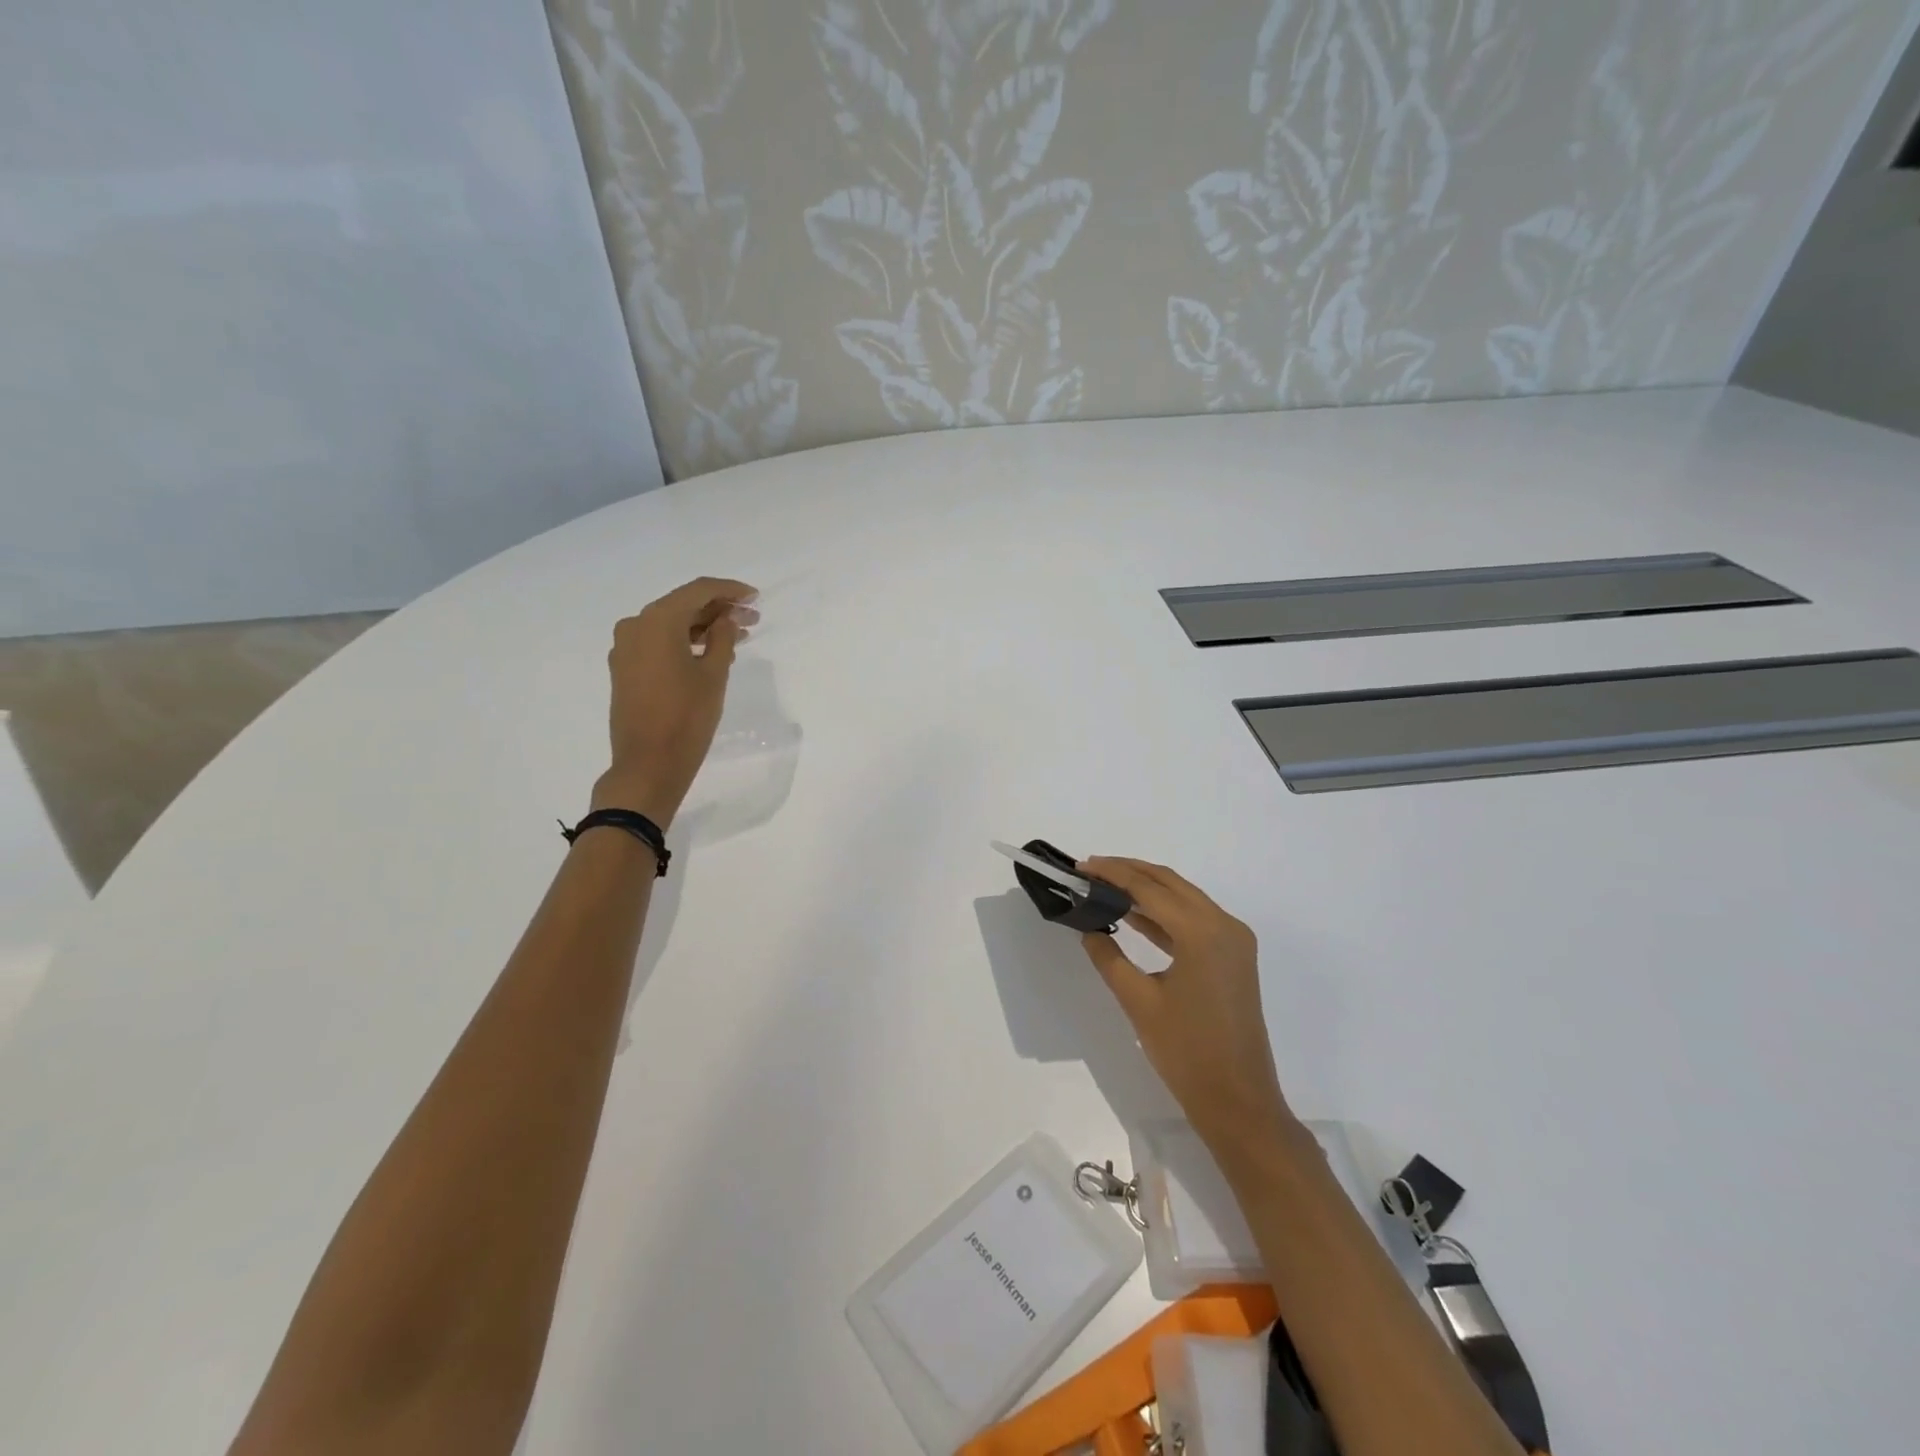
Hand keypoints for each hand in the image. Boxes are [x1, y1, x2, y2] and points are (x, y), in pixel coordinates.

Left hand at [590, 577, 757, 825]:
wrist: (648, 764)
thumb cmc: (686, 717)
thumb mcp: (714, 675)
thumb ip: (723, 638)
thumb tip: (726, 619)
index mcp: (657, 621)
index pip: (698, 591)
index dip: (729, 590)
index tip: (755, 597)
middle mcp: (635, 626)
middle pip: (682, 606)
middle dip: (718, 610)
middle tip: (752, 619)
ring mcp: (626, 648)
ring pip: (670, 625)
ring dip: (703, 628)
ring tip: (737, 637)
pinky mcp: (625, 669)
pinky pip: (658, 643)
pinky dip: (684, 643)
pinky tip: (710, 653)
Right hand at [1078, 858, 1298, 1165]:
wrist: (1239, 1101)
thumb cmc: (1187, 1052)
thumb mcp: (1139, 1002)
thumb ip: (1109, 957)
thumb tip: (1088, 929)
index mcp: (1202, 932)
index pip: (1149, 888)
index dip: (1112, 873)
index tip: (1081, 866)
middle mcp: (1224, 925)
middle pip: (1170, 883)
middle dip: (1129, 872)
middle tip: (1090, 870)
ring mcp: (1233, 941)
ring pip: (1183, 898)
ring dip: (1146, 890)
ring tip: (1105, 887)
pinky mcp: (1233, 956)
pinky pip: (1194, 920)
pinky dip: (1163, 913)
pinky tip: (1133, 916)